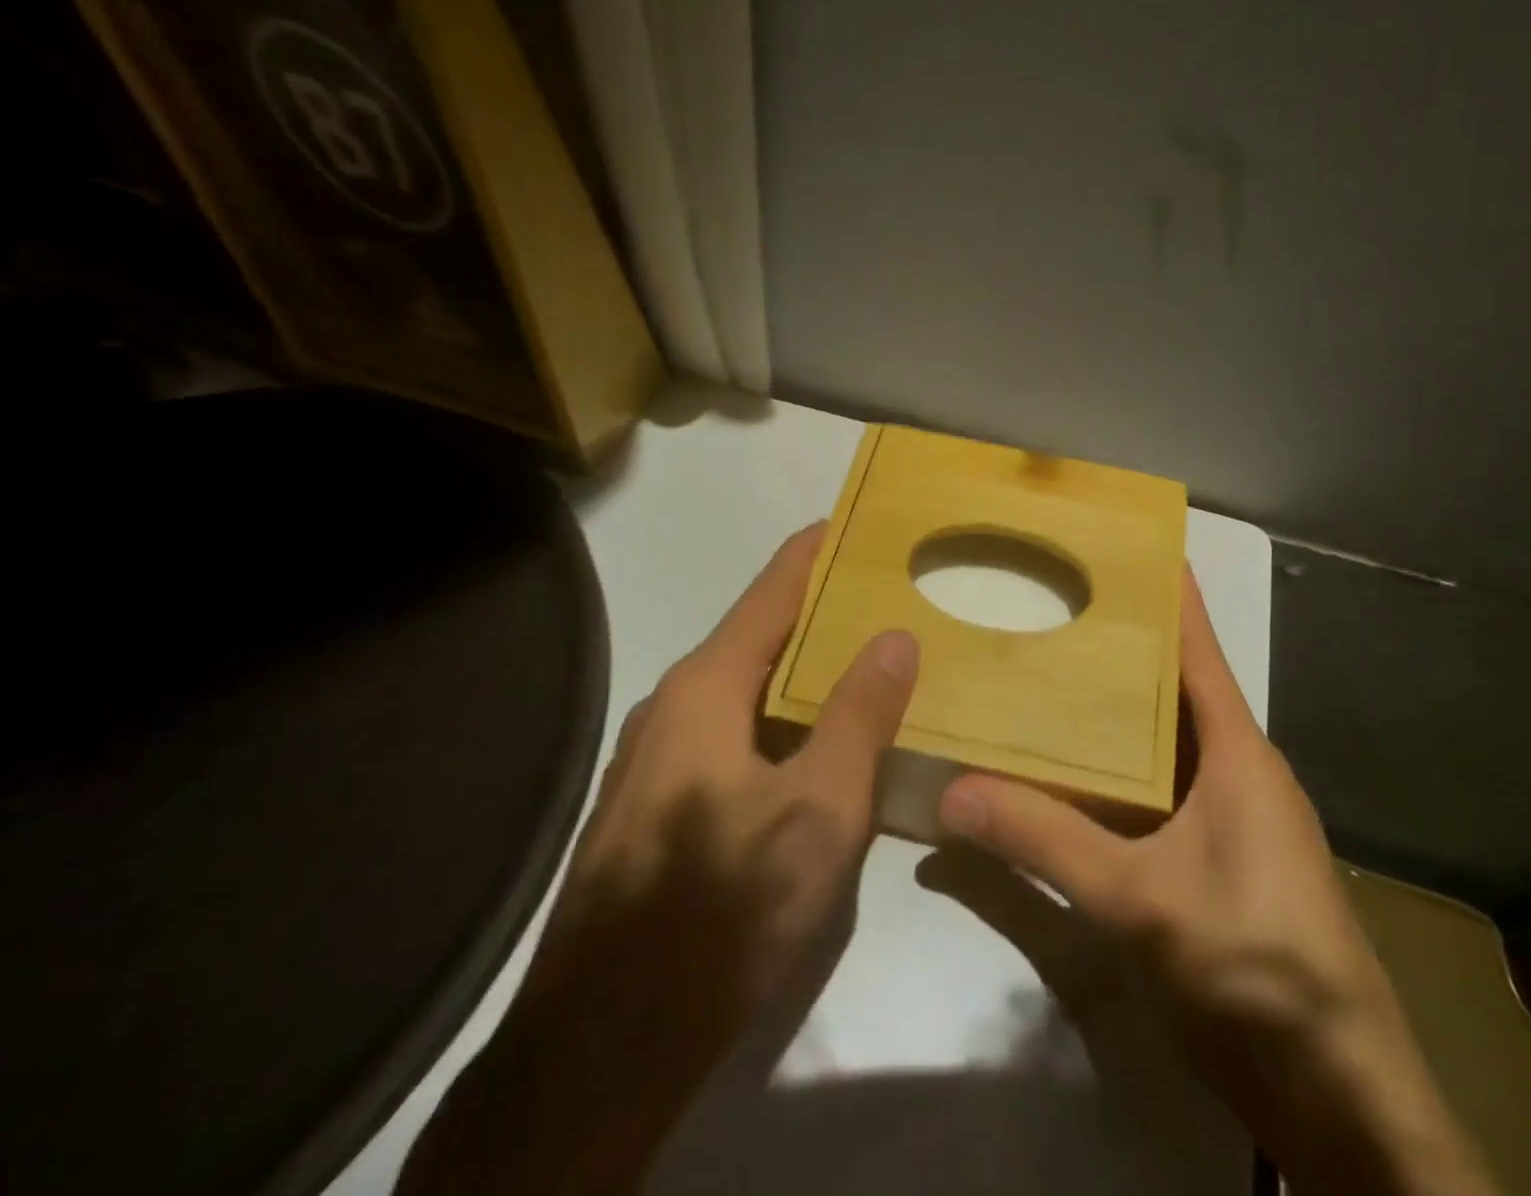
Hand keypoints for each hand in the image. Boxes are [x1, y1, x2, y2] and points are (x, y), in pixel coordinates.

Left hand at [400, 525, 918, 1195]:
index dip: (813, 553)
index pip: (770, 593)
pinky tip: (820, 742)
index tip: (854, 520)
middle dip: (820, 611)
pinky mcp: (663, 805)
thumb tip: (894, 637)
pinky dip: (785, 717)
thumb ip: (859, 717)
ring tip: (866, 658)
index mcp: (706, 689)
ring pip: (748, 690)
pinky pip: (737, 733)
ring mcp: (661, 759)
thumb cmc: (720, 909)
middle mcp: (676, 707)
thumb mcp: (817, 810)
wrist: (602, 1044)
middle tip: (885, 596)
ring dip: (804, 669)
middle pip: (759, 636)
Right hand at [937, 569, 1493, 1195]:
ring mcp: (1233, 820)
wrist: (1341, 1099)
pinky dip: (1120, 772)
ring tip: (1051, 675)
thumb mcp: (1139, 900)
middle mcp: (1239, 772)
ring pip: (1165, 744)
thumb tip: (952, 793)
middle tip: (1056, 605)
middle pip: (1175, 691)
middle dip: (1123, 648)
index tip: (1131, 545)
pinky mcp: (1219, 861)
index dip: (1172, 596)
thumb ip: (1045, 842)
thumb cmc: (1256, 968)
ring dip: (1118, 714)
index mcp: (1239, 754)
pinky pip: (1161, 792)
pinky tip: (1073, 774)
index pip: (1201, 651)